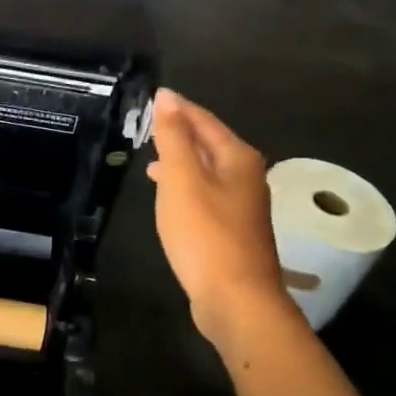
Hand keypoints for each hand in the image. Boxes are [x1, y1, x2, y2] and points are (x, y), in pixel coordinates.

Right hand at [147, 89, 295, 352]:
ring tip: (152, 160)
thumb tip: (167, 96)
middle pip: (210, 144)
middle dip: (180, 134)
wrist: (236, 299)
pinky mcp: (233, 231)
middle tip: (148, 127)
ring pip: (208, 171)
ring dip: (182, 162)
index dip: (178, 109)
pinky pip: (206, 195)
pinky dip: (186, 188)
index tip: (153, 98)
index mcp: (238, 159)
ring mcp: (243, 206)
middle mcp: (247, 177)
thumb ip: (173, 137)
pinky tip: (170, 198)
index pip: (205, 121)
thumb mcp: (182, 180)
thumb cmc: (205, 235)